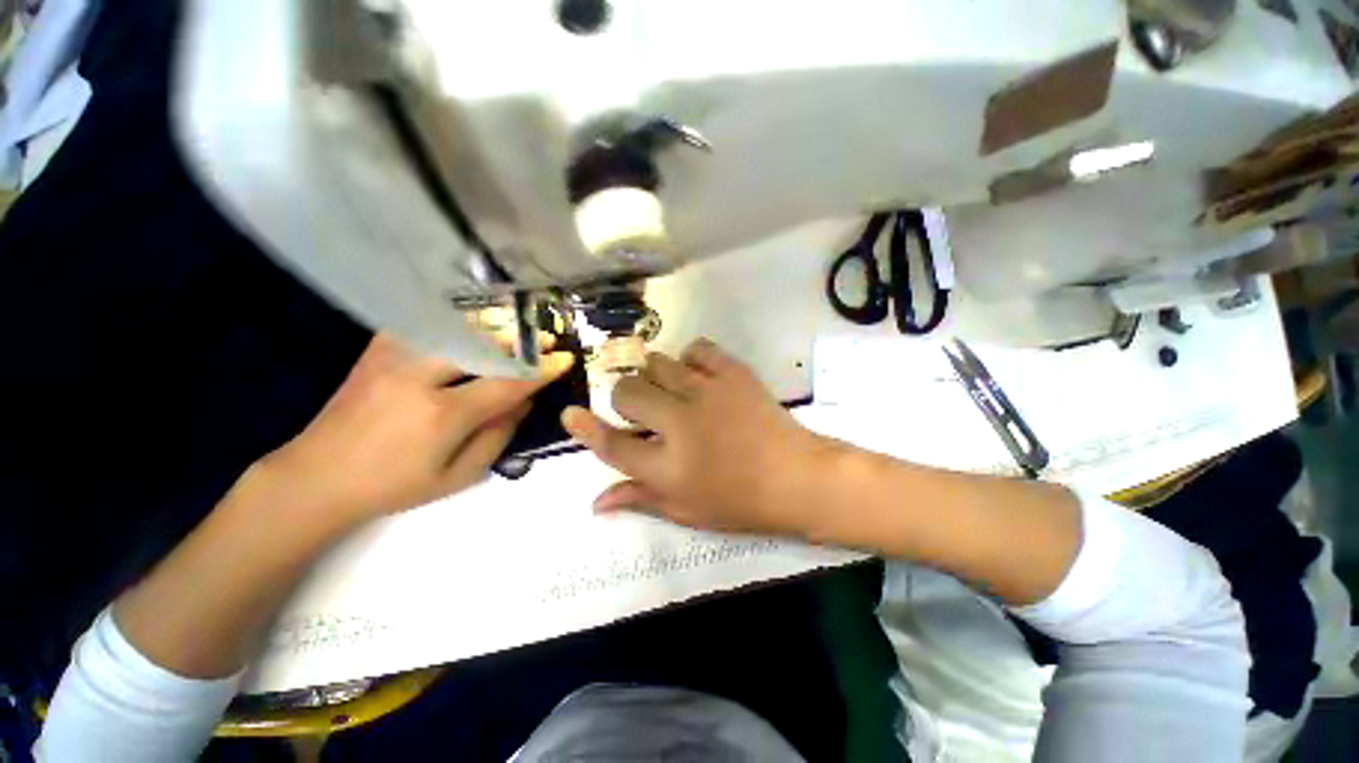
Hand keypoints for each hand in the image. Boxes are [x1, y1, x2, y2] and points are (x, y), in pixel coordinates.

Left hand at [255, 334, 573, 529]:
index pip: (506, 384)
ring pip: (455, 328)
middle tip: (545, 338)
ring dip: (493, 326)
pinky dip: (455, 322)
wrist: (315, 478)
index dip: (540, 370)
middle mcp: (418, 378)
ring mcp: (393, 359)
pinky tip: (471, 326)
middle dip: (520, 340)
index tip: (564, 358)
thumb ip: (499, 436)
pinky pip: (425, 325)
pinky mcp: (377, 351)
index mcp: (441, 415)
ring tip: (516, 330)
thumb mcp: (458, 476)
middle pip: (482, 344)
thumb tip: (525, 402)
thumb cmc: (394, 486)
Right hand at [561, 338, 837, 537]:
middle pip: (627, 392)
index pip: (612, 445)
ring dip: (655, 377)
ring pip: (656, 363)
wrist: (798, 478)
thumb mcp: (687, 511)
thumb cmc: (742, 503)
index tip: (571, 414)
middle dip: (626, 400)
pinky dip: (689, 358)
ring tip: (672, 391)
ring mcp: (707, 392)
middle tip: (645, 411)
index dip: (585, 429)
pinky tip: (697, 375)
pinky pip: (696, 348)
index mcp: (668, 467)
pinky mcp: (733, 373)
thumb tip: (596, 501)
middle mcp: (680, 424)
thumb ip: (640, 500)